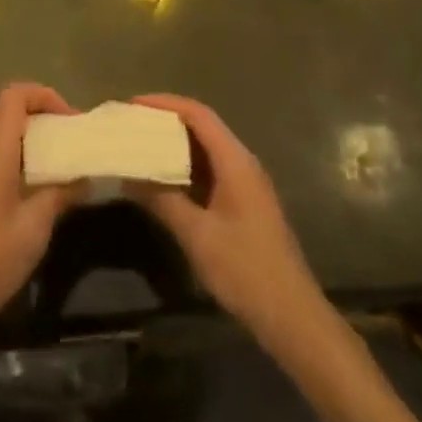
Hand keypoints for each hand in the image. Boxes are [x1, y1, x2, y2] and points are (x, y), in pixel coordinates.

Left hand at [0, 83, 78, 339]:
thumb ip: (60, 194)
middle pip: (12, 111)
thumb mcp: (35, 225)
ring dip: (37, 139)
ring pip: (8, 135)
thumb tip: (87, 176)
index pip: (15, 95)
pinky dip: (27, 159)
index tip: (72, 120)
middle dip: (45, 116)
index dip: (44, 96)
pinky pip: (4, 157)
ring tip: (67, 160)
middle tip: (74, 138)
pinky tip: (47, 188)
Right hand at [128, 94, 328, 347]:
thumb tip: (128, 175)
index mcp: (235, 161)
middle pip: (202, 127)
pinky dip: (184, 168)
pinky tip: (163, 180)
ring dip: (174, 145)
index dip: (165, 103)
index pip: (198, 114)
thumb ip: (162, 200)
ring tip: (140, 146)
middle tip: (132, 124)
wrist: (292, 317)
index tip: (133, 104)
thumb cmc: (245, 270)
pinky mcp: (244, 204)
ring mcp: (245, 184)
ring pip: (205, 150)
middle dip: (166, 121)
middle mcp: (242, 163)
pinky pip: (210, 171)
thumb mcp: (197, 235)